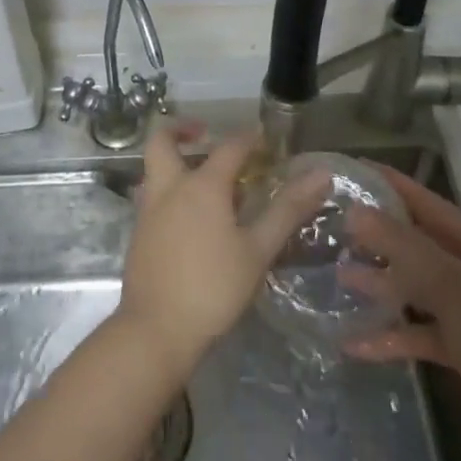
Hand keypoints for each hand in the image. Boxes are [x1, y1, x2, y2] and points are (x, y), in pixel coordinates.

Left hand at [117, 125, 332, 376]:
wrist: (156, 330)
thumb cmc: (213, 287)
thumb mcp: (258, 250)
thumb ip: (288, 209)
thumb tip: (321, 173)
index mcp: (201, 185)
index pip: (229, 147)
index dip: (249, 138)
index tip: (265, 139)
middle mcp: (169, 188)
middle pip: (162, 140)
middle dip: (182, 129)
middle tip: (205, 134)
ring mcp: (148, 210)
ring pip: (154, 168)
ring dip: (174, 160)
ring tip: (205, 179)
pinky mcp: (139, 234)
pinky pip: (153, 195)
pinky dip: (170, 189)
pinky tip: (193, 217)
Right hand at [340, 166, 460, 448]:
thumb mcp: (448, 284)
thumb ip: (402, 246)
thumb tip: (355, 211)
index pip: (423, 200)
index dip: (390, 182)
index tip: (351, 170)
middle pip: (413, 241)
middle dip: (376, 233)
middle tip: (334, 224)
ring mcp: (459, 307)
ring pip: (410, 285)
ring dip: (378, 282)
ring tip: (337, 274)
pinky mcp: (455, 344)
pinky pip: (413, 331)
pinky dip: (387, 336)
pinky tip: (352, 342)